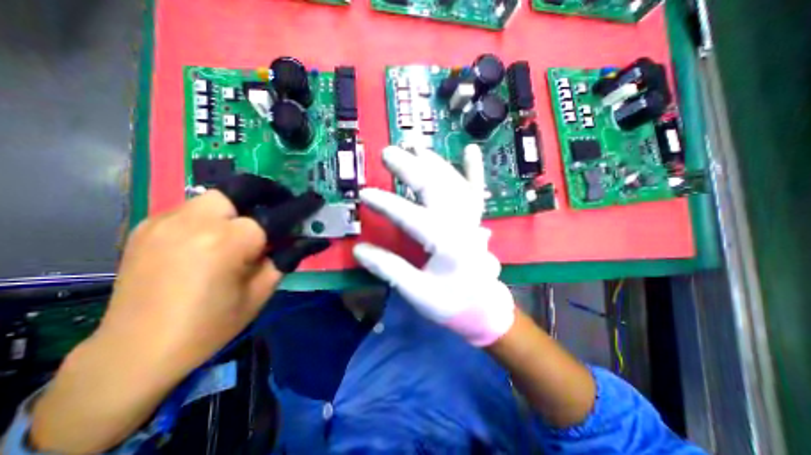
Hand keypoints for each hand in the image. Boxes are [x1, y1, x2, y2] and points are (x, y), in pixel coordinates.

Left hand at [30, 178, 329, 454]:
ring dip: (234, 207)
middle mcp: (200, 223)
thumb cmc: (213, 326)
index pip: (278, 214)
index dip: (300, 205)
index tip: (313, 198)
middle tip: (272, 211)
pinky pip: (189, 208)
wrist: (134, 357)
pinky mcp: (146, 228)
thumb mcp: (264, 291)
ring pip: (212, 195)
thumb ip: (284, 258)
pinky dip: (209, 216)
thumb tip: (304, 239)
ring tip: (242, 227)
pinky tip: (212, 238)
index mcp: (233, 240)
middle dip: (260, 197)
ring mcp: (166, 222)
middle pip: (239, 191)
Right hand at [355, 147, 511, 346]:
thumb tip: (359, 250)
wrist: (482, 307)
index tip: (363, 194)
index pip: (411, 217)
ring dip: (433, 162)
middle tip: (387, 153)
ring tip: (414, 146)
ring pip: (453, 182)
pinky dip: (474, 169)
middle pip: (434, 188)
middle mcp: (461, 224)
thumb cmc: (450, 303)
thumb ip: (389, 269)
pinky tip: (471, 149)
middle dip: (409, 169)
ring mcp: (471, 218)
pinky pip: (476, 190)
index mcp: (446, 244)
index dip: (386, 204)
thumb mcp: (417, 292)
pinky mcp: (475, 218)